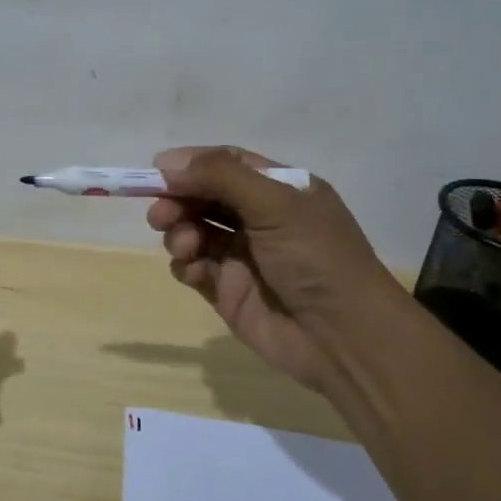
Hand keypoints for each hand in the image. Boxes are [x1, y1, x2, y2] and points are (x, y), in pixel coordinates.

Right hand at [146, 147, 394, 395]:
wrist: (343, 338)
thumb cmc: (316, 258)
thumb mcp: (275, 204)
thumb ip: (220, 176)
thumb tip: (165, 162)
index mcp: (281, 189)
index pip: (227, 163)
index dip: (192, 164)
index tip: (156, 171)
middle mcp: (261, 218)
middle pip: (204, 196)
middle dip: (178, 200)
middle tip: (160, 215)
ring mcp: (243, 255)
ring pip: (194, 230)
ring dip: (179, 232)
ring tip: (185, 246)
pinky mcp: (228, 290)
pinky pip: (194, 268)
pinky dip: (185, 265)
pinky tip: (193, 271)